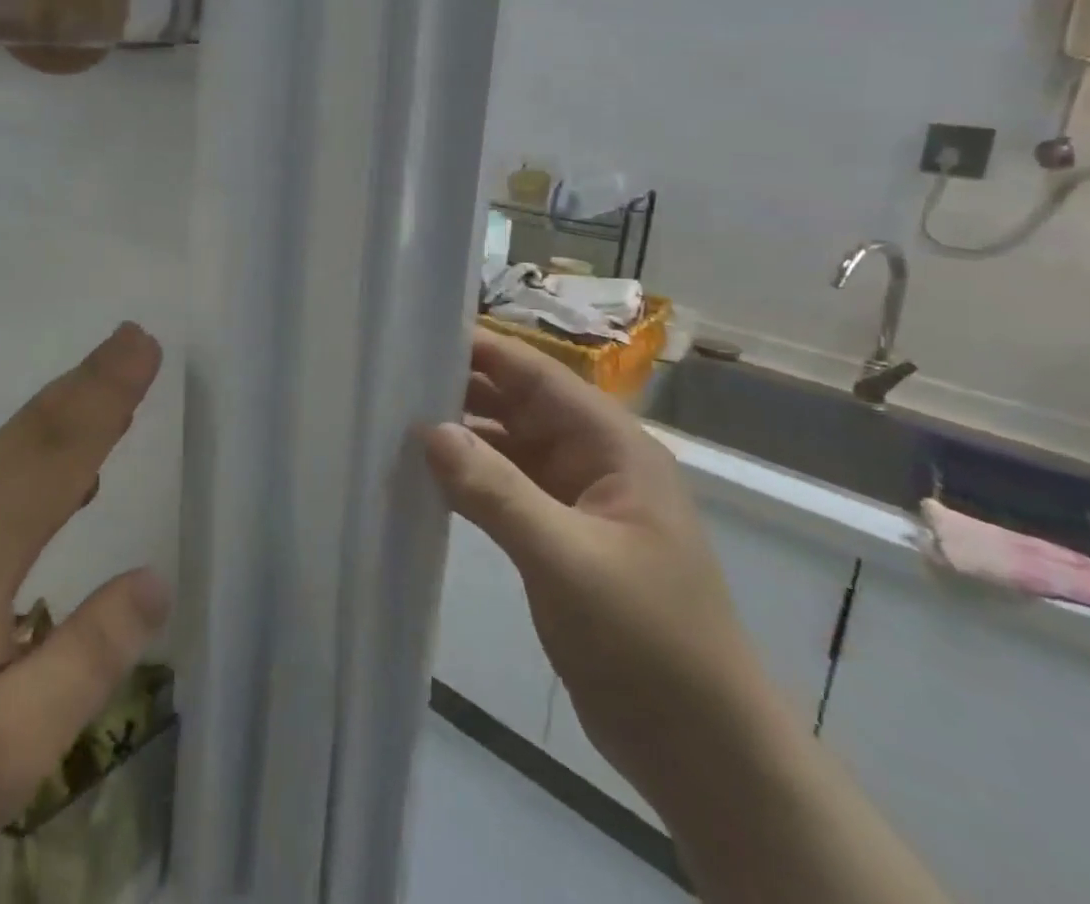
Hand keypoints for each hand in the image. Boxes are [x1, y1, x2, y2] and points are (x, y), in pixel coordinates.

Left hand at [0, 323, 172, 903]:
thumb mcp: (8, 746)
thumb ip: (88, 656)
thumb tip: (154, 578)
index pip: (60, 450)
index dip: (107, 393)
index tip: (144, 343)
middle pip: (31, 432)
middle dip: (89, 382)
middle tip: (134, 340)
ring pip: (5, 451)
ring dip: (61, 410)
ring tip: (109, 388)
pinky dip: (32, 454)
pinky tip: (60, 484)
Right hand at [422, 330, 773, 813]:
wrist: (703, 753)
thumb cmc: (649, 642)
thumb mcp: (568, 560)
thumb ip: (496, 490)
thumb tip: (428, 429)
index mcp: (611, 445)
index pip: (536, 374)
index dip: (479, 348)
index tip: (413, 335)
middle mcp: (592, 459)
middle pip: (516, 403)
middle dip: (458, 388)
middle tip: (386, 378)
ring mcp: (574, 499)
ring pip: (505, 445)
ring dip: (457, 436)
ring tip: (390, 422)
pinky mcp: (557, 536)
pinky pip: (502, 488)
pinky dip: (465, 480)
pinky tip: (419, 478)